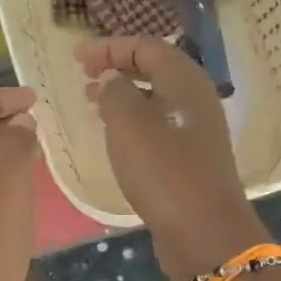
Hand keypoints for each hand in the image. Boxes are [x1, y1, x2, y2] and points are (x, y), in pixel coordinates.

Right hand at [77, 37, 268, 280]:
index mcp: (185, 83)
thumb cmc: (164, 173)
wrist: (203, 233)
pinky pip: (157, 125)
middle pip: (154, 70)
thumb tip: (110, 79)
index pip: (147, 47)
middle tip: (83, 75)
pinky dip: (132, 121)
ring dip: (122, 95)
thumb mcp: (130, 126)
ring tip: (91, 102)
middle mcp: (195, 100)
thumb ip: (115, 92)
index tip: (78, 57)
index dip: (110, 47)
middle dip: (117, 67)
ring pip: (154, 99)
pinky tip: (113, 136)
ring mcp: (195, 131)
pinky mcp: (189, 159)